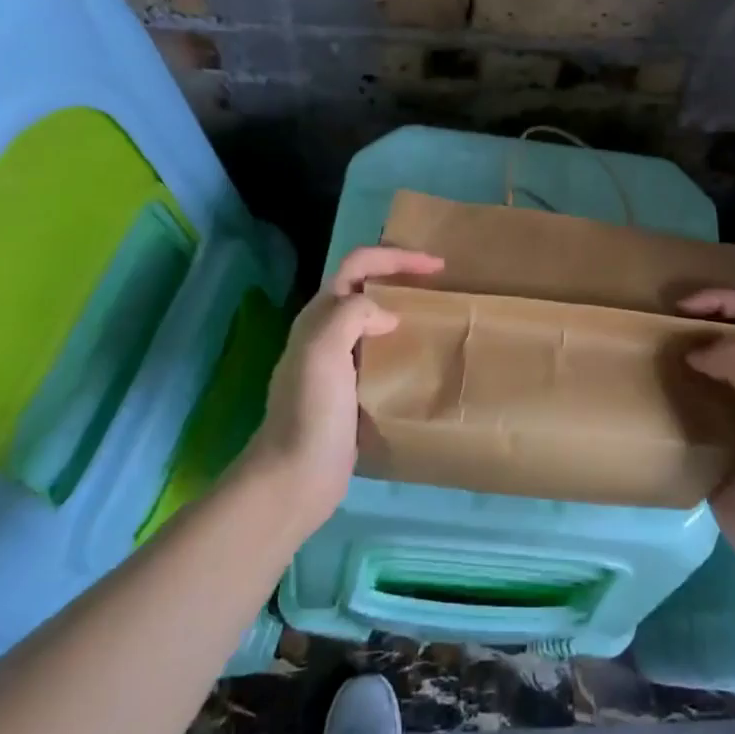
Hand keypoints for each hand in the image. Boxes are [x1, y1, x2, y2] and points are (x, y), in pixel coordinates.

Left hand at [248, 246, 443, 536]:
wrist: (295, 476)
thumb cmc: (311, 411)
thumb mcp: (324, 350)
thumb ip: (352, 315)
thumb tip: (386, 315)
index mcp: (319, 316)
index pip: (358, 265)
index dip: (396, 257)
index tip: (437, 266)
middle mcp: (325, 333)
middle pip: (364, 288)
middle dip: (399, 276)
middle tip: (439, 285)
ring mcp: (336, 364)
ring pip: (372, 321)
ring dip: (402, 310)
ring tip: (435, 318)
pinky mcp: (349, 392)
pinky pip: (379, 355)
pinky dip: (401, 347)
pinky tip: (421, 361)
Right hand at [680, 288, 734, 575]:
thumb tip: (697, 353)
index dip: (723, 300)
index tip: (683, 307)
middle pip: (732, 340)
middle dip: (700, 325)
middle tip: (662, 328)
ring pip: (710, 374)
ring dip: (684, 361)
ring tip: (652, 358)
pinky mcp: (719, 446)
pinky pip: (694, 412)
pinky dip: (675, 399)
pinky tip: (653, 399)